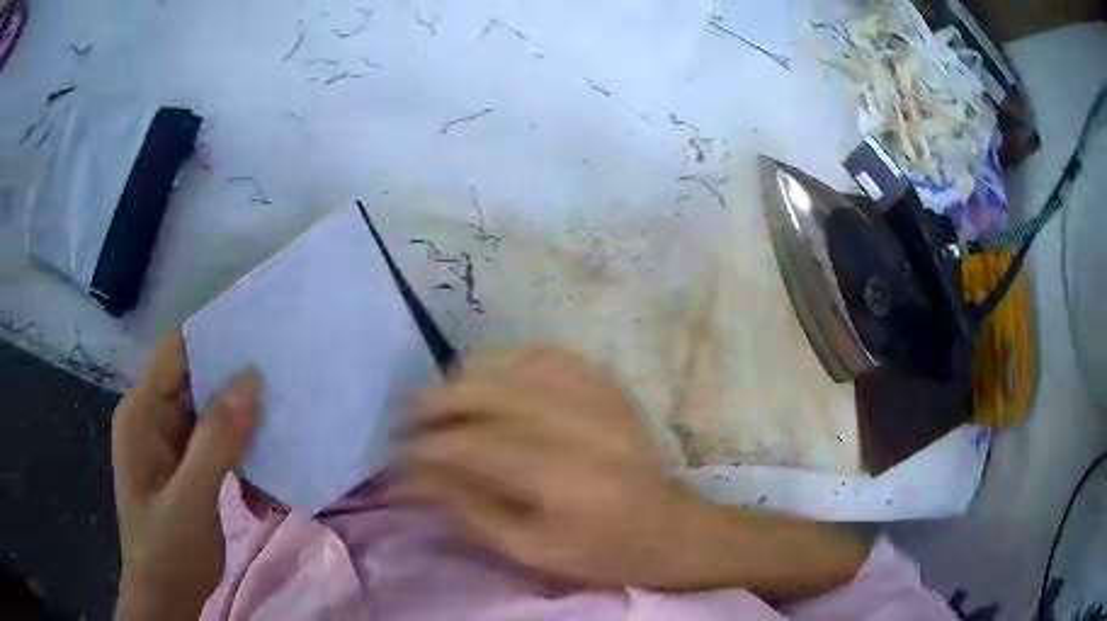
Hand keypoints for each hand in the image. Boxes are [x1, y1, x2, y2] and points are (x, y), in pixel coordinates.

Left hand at [112, 333, 261, 620]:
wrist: (165, 597)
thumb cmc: (169, 551)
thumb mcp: (191, 500)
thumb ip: (216, 442)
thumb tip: (251, 380)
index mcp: (143, 413)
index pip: (177, 351)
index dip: (214, 335)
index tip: (261, 333)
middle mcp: (152, 417)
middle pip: (196, 379)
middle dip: (236, 385)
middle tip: (285, 385)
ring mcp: (167, 442)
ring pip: (209, 414)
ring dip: (242, 429)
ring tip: (281, 437)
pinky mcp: (183, 465)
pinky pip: (214, 444)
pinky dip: (239, 455)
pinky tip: (261, 481)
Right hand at [395, 348, 867, 597]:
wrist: (671, 528)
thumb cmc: (600, 553)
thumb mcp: (531, 552)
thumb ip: (469, 511)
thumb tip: (411, 477)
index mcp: (560, 479)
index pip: (471, 445)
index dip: (425, 447)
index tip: (398, 455)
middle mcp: (577, 425)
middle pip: (486, 393)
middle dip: (434, 404)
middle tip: (408, 419)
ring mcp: (596, 397)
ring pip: (511, 363)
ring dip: (464, 378)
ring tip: (442, 398)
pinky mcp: (607, 385)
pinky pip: (545, 353)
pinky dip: (506, 358)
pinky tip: (488, 374)